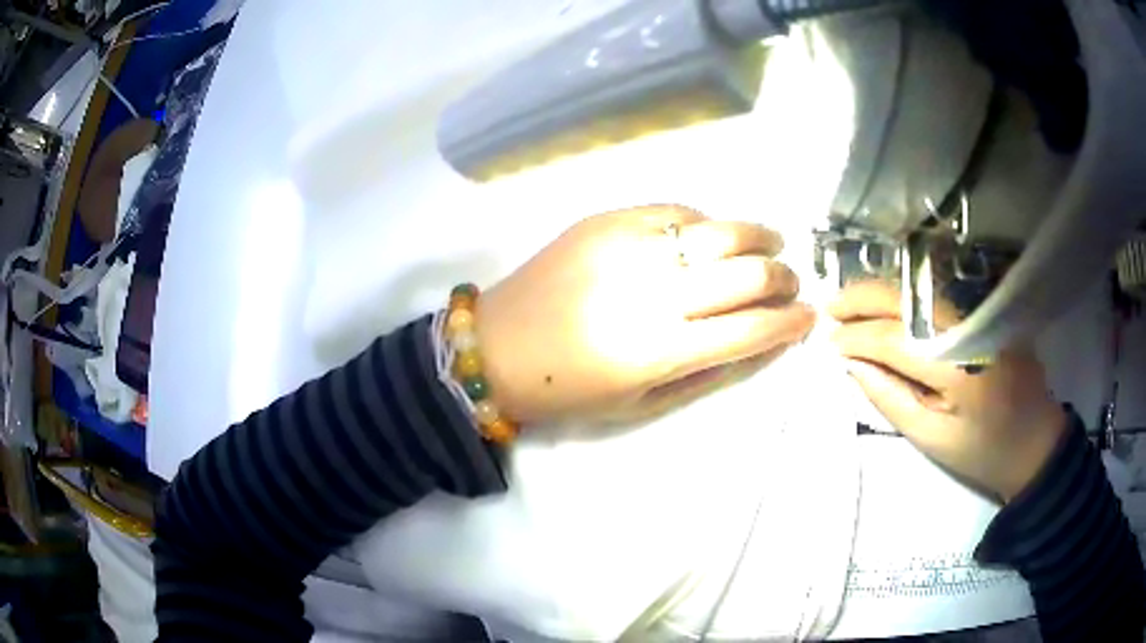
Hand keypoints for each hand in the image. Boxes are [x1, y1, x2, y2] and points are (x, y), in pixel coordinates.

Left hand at [477, 205, 814, 424]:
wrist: (494, 347)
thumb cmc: (566, 391)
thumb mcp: (640, 405)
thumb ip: (708, 372)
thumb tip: (762, 340)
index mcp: (659, 350)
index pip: (752, 329)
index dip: (792, 323)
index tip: (810, 317)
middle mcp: (652, 292)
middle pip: (749, 273)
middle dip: (784, 279)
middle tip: (790, 283)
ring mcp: (629, 246)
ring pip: (721, 229)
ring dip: (759, 236)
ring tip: (770, 244)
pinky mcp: (606, 220)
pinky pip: (676, 210)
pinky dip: (706, 223)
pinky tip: (710, 235)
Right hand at [830, 281, 1066, 501]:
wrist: (1035, 441)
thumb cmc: (983, 451)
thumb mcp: (932, 439)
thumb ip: (891, 399)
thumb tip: (854, 365)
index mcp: (959, 366)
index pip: (897, 340)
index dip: (858, 337)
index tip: (828, 342)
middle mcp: (971, 325)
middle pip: (909, 298)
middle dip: (864, 299)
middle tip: (830, 309)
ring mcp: (983, 311)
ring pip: (922, 288)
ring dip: (883, 292)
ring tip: (851, 304)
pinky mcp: (989, 309)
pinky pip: (940, 295)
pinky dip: (908, 295)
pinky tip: (889, 304)